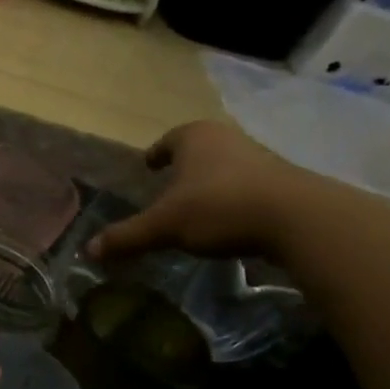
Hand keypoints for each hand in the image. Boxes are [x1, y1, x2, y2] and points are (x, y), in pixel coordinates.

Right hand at [87, 120, 330, 261]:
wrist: (300, 219)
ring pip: (227, 166)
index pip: (168, 140)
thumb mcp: (165, 226)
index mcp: (194, 137)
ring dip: (213, 182)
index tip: (149, 166)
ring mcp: (261, 157)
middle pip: (200, 150)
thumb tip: (88, 250)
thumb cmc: (219, 208)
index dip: (157, 153)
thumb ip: (128, 236)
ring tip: (200, 207)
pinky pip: (251, 186)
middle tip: (170, 187)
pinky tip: (232, 221)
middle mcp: (227, 138)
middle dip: (185, 167)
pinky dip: (237, 198)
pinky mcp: (287, 182)